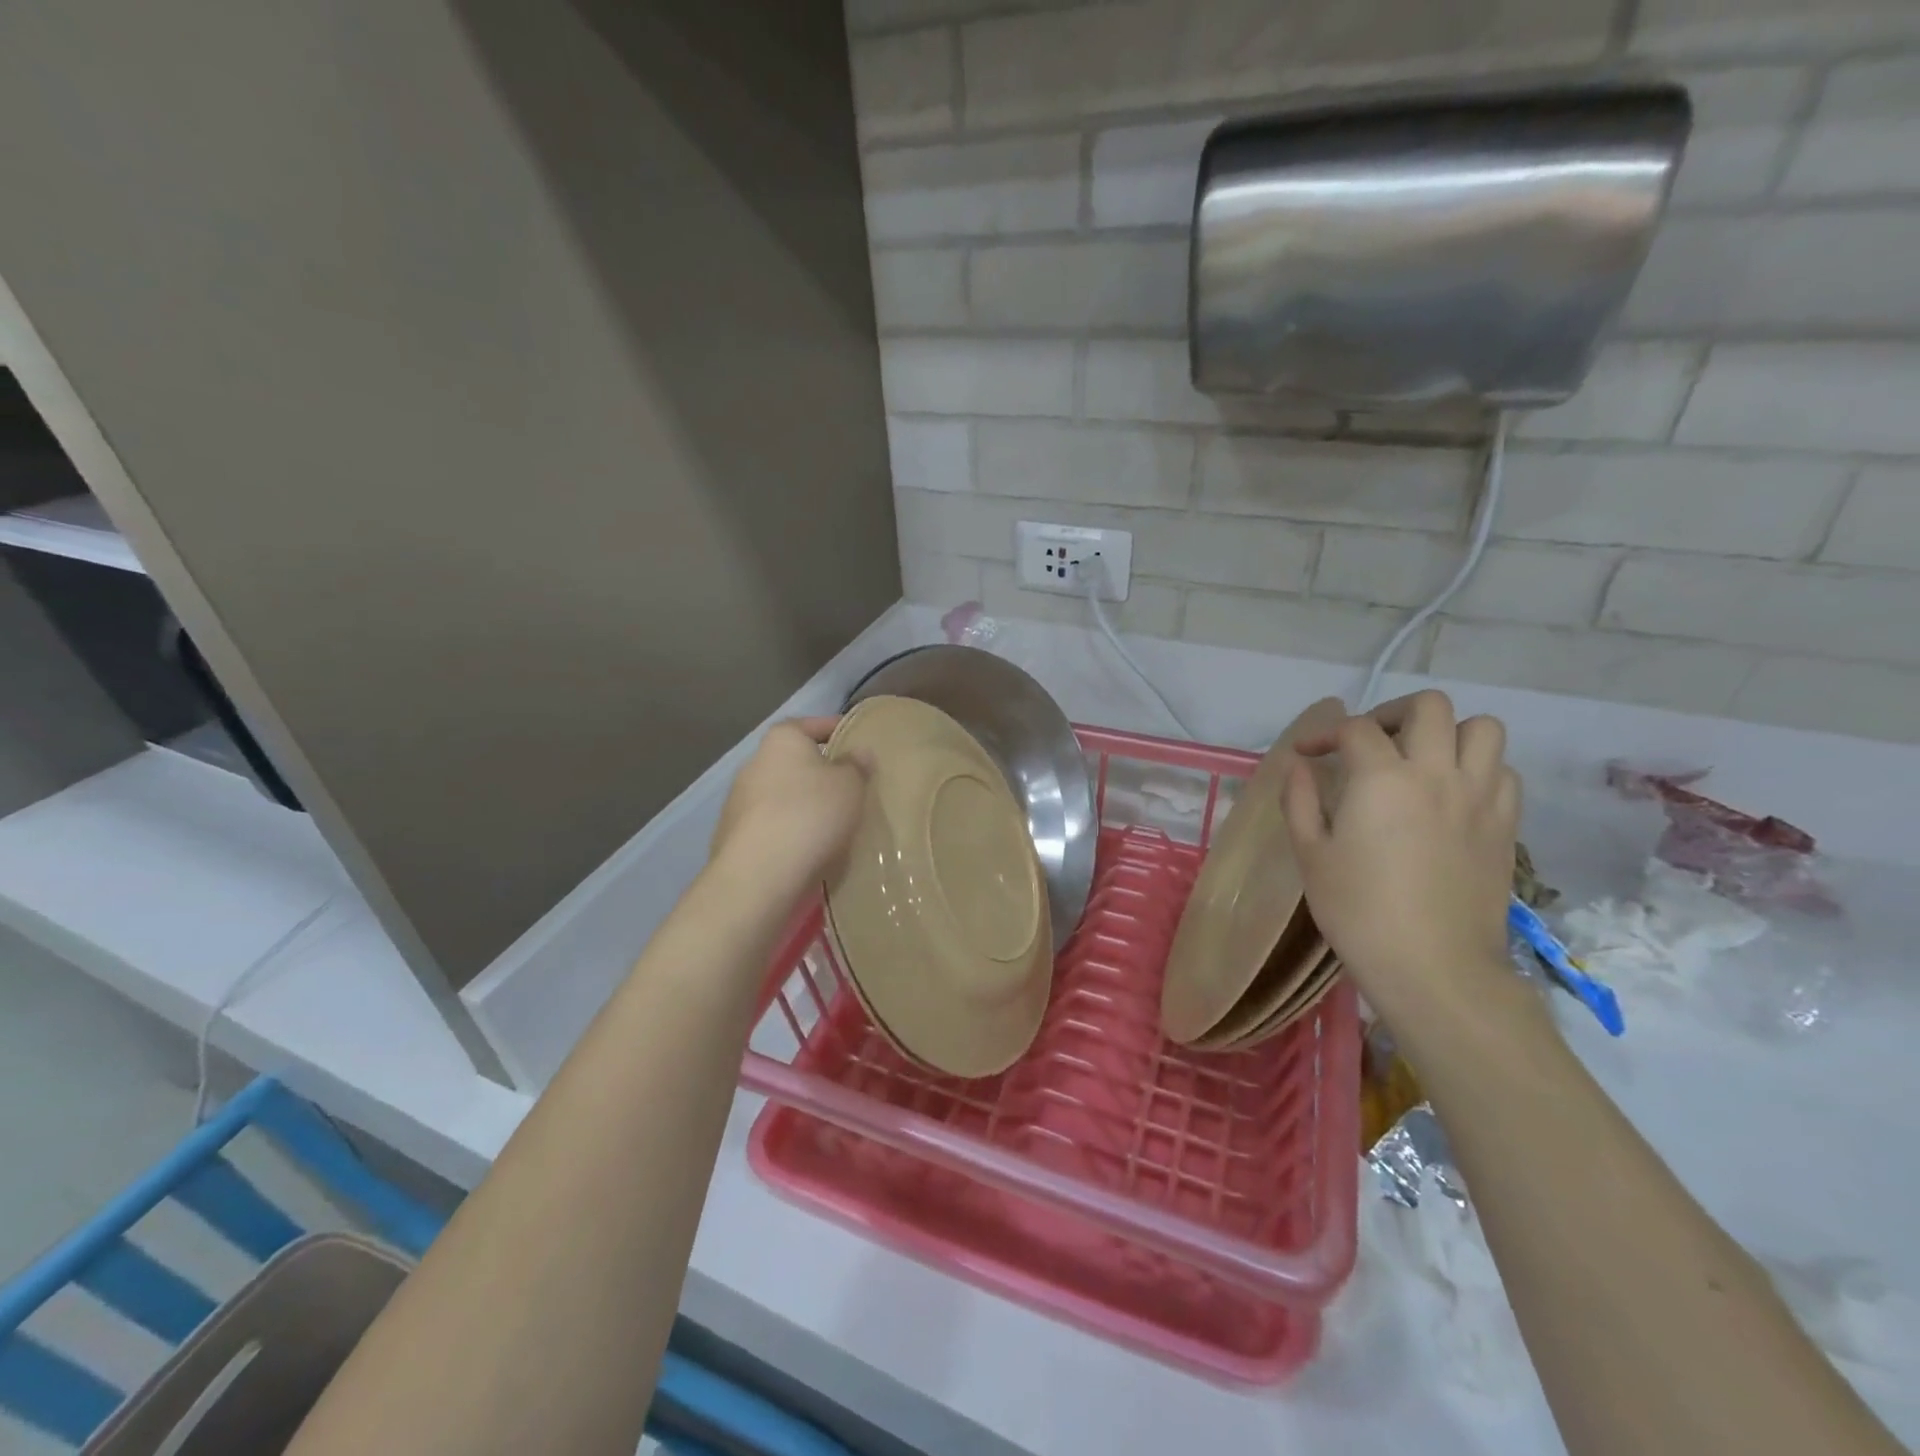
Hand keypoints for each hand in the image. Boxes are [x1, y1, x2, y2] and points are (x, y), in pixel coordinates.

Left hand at [711, 718, 867, 889]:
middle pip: (794, 761)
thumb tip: (858, 753)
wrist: (759, 874)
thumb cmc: (811, 814)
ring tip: (832, 824)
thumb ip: (856, 765)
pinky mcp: (732, 837)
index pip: (811, 724)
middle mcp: (754, 763)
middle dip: (819, 772)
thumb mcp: (850, 785)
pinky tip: (808, 848)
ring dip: (802, 804)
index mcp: (782, 740)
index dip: (836, 729)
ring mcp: (738, 801)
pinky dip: (789, 831)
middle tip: (850, 788)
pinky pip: (771, 826)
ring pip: (781, 795)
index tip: (857, 742)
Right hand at [1280, 690, 1519, 1019]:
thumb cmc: (1358, 911)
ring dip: (1447, 733)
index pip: (1356, 728)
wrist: (1434, 967)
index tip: (1307, 755)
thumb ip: (1300, 801)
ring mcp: (1480, 797)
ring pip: (1482, 729)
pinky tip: (1452, 794)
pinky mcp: (1506, 825)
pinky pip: (1503, 772)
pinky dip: (1478, 768)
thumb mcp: (1310, 855)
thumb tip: (1300, 767)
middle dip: (1392, 714)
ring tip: (1420, 760)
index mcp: (1381, 778)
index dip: (1325, 734)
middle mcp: (1437, 773)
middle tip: (1370, 743)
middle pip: (1429, 707)